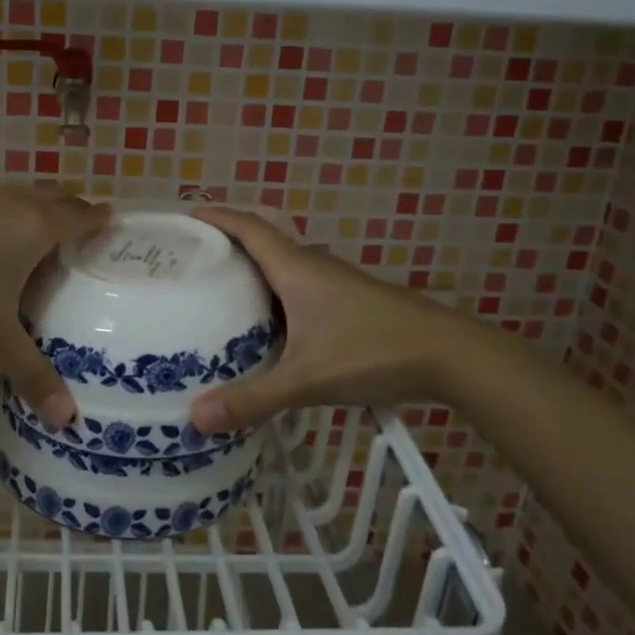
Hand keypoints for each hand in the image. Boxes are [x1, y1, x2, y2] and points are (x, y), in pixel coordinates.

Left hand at [0, 188, 110, 427]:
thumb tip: (68, 419)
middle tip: (84, 230)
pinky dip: (8, 216)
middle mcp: (13, 205)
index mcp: (35, 228)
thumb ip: (31, 373)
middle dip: (73, 210)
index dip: (100, 218)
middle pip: (54, 198)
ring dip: (39, 209)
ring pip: (22, 197)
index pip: (80, 216)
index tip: (114, 221)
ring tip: (43, 234)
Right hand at [187, 207, 478, 433]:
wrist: (450, 356)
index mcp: (295, 268)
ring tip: (215, 295)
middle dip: (223, 247)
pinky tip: (264, 329)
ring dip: (249, 274)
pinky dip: (272, 298)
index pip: (247, 226)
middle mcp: (311, 266)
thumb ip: (252, 398)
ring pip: (280, 269)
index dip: (215, 216)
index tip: (184, 216)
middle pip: (260, 244)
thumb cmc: (373, 351)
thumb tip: (196, 418)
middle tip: (187, 264)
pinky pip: (297, 289)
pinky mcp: (347, 303)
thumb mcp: (306, 378)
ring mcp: (333, 284)